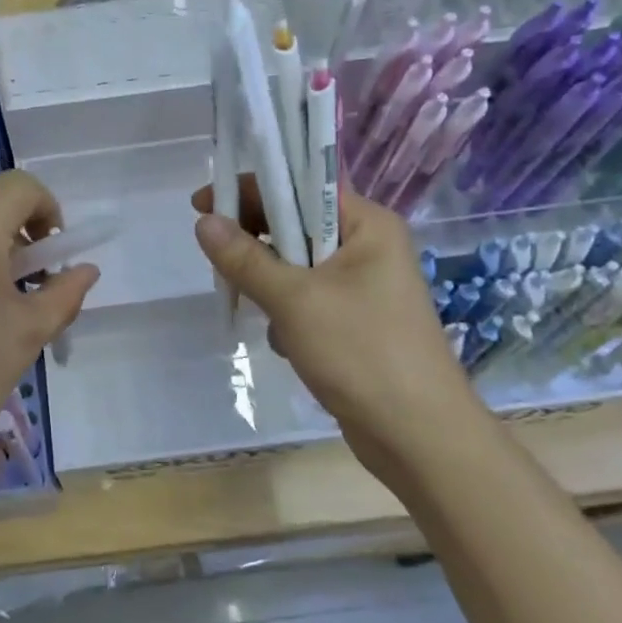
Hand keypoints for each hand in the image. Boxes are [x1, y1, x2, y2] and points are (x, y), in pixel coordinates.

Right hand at [192, 178, 484, 479]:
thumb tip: (203, 222)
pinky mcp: (355, 322)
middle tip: (217, 256)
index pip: (302, 185)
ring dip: (271, 284)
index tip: (204, 204)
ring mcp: (364, 287)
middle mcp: (369, 247)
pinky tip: (287, 342)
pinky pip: (307, 299)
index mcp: (368, 225)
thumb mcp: (294, 300)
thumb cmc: (361, 352)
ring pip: (297, 266)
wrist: (418, 437)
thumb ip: (245, 259)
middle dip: (257, 242)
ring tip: (259, 310)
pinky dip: (288, 314)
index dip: (251, 189)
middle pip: (297, 224)